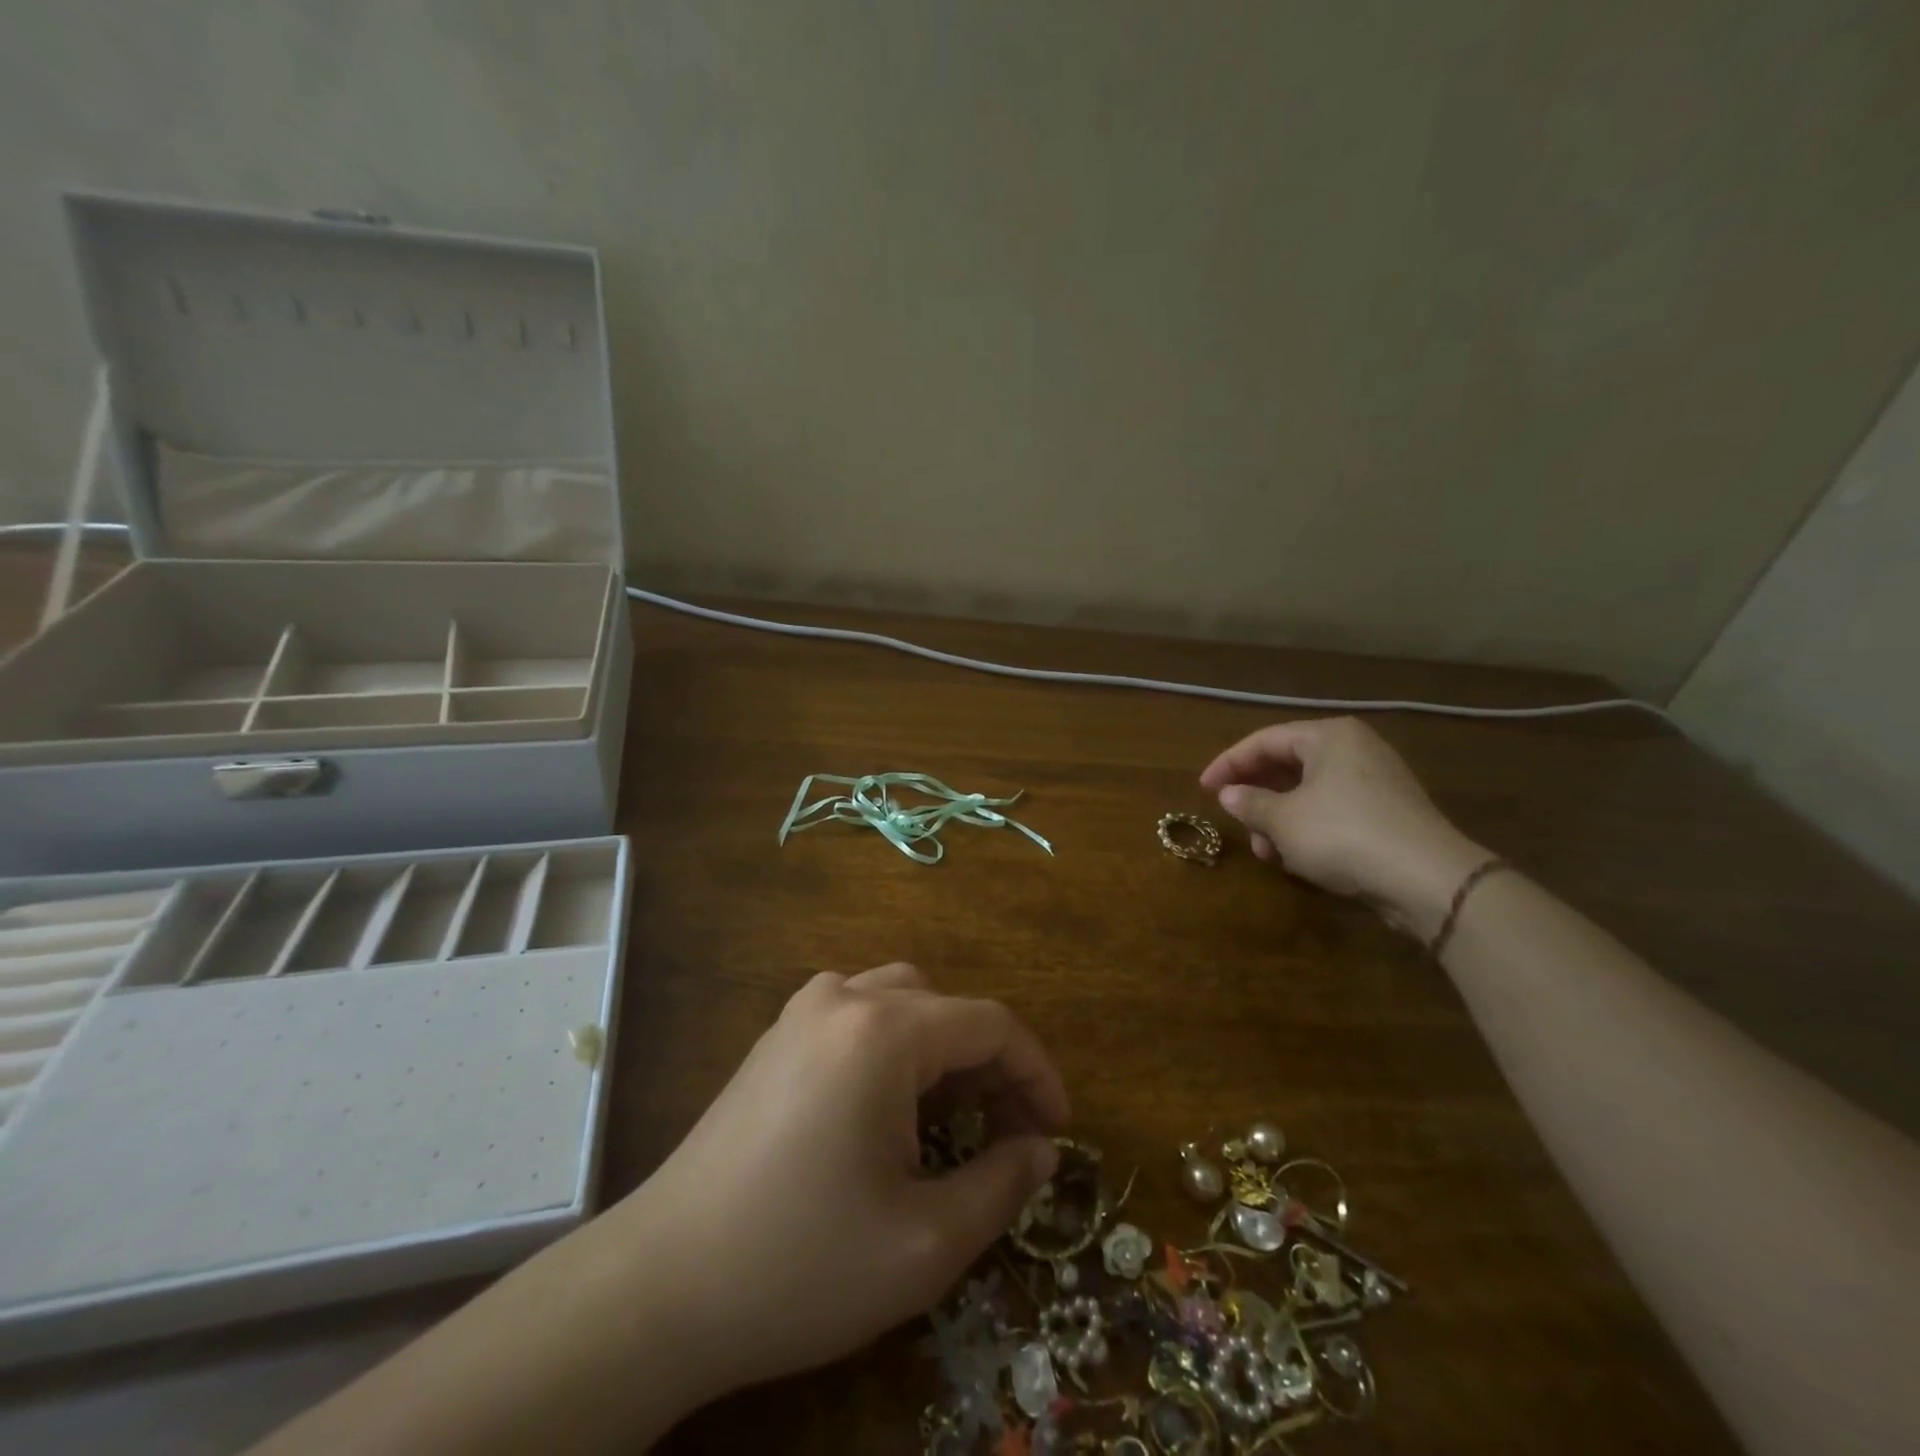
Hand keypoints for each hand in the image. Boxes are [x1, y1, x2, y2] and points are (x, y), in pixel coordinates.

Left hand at [604, 964, 1067, 1401]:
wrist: (660, 1286)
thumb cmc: (801, 1265)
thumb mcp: (924, 1242)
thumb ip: (1001, 1184)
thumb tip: (1042, 1150)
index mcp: (884, 1031)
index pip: (990, 1024)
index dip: (1037, 1072)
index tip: (1057, 1132)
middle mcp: (844, 997)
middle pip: (947, 1007)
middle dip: (991, 1065)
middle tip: (1009, 1135)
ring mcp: (802, 1011)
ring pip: (902, 1000)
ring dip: (943, 1049)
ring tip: (954, 1119)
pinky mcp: (776, 1036)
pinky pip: (858, 1013)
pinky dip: (896, 1045)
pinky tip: (888, 1106)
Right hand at [1199, 716, 1487, 936]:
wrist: (1427, 879)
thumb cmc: (1343, 834)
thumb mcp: (1283, 820)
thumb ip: (1249, 803)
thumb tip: (1228, 795)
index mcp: (1329, 736)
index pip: (1264, 741)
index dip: (1228, 764)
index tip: (1202, 788)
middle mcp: (1354, 749)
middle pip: (1288, 765)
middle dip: (1256, 797)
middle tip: (1234, 819)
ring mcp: (1375, 780)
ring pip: (1309, 792)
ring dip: (1279, 819)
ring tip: (1266, 851)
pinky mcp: (1387, 812)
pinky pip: (1333, 810)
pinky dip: (1307, 829)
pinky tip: (1296, 858)